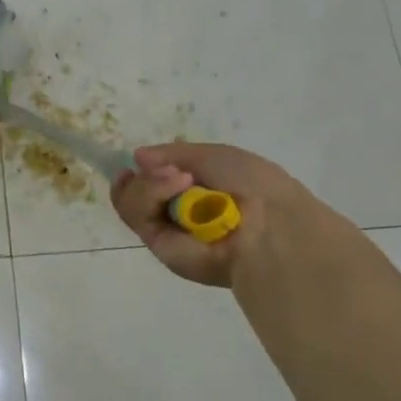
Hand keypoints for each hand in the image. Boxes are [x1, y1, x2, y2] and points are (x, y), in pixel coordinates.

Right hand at [110, 142, 345, 287]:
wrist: (269, 226)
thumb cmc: (251, 185)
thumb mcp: (214, 155)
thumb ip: (174, 154)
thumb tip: (138, 157)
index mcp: (200, 193)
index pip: (158, 182)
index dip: (145, 171)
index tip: (138, 161)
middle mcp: (181, 214)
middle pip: (139, 189)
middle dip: (148, 174)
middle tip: (172, 171)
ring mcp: (169, 231)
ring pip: (132, 200)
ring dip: (151, 183)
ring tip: (181, 179)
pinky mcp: (160, 246)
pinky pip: (137, 214)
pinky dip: (150, 194)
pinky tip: (176, 186)